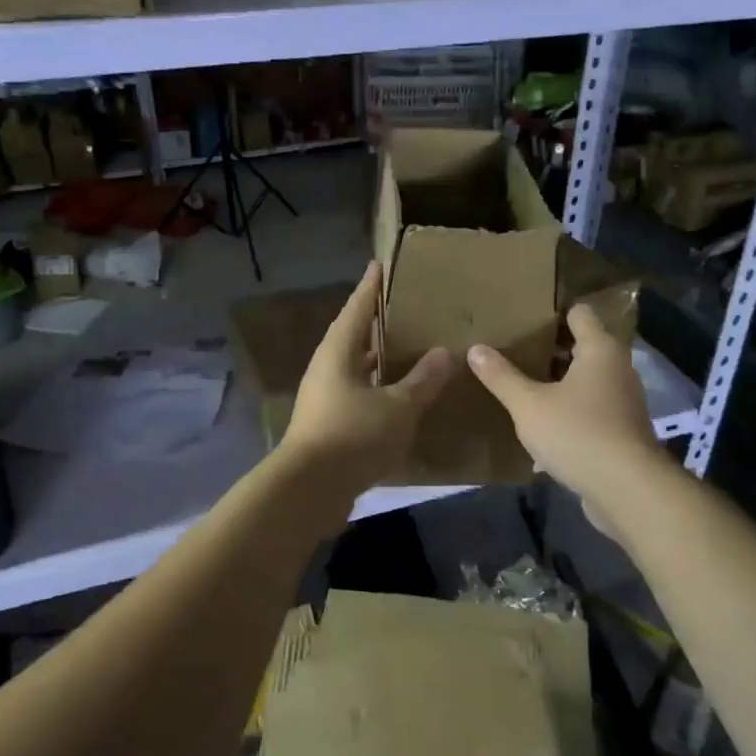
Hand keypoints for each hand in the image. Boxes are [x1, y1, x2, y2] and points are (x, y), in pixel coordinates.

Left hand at [279, 263, 453, 495]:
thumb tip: (446, 353)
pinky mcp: (327, 426)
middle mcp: (326, 370)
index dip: (371, 288)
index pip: (358, 309)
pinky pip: (357, 396)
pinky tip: (398, 399)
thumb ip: (423, 380)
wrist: (310, 490)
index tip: (379, 265)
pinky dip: (377, 391)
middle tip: (401, 309)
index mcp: (338, 353)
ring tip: (405, 351)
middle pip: (353, 337)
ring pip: (355, 369)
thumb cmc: (353, 436)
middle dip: (375, 324)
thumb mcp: (398, 407)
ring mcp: (324, 399)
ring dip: (377, 360)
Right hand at [467, 304, 662, 524]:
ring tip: (524, 384)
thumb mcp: (529, 405)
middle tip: (514, 350)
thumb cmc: (578, 433)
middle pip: (583, 346)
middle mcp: (618, 368)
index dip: (553, 312)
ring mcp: (624, 400)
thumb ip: (501, 376)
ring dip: (559, 381)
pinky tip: (543, 422)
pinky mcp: (622, 430)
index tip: (524, 317)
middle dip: (550, 348)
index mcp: (600, 349)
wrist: (627, 489)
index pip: (579, 313)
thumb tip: (475, 348)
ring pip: (587, 379)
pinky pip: (591, 408)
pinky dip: (570, 409)